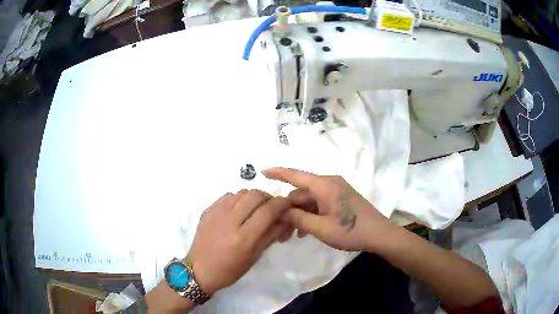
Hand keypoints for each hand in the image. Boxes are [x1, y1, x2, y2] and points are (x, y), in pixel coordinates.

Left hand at [187, 190, 292, 294]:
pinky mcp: (208, 210)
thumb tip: (286, 219)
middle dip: (268, 198)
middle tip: (271, 208)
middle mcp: (230, 221)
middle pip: (255, 195)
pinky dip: (239, 199)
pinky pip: (228, 195)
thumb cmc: (230, 269)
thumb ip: (271, 235)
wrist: (200, 269)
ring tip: (255, 209)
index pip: (268, 211)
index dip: (282, 203)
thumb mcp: (255, 256)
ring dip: (253, 197)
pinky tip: (238, 210)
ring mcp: (216, 213)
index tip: (287, 204)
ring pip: (242, 192)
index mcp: (244, 238)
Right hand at [264, 168, 392, 251]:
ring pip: (309, 199)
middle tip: (278, 228)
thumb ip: (298, 219)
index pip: (296, 175)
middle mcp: (329, 183)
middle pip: (301, 192)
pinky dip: (310, 214)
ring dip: (299, 214)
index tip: (262, 172)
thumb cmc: (351, 231)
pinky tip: (305, 230)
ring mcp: (336, 190)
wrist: (379, 234)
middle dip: (288, 208)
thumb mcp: (321, 228)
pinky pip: (319, 202)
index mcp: (325, 186)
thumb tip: (281, 212)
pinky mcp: (340, 198)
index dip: (278, 173)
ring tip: (291, 234)